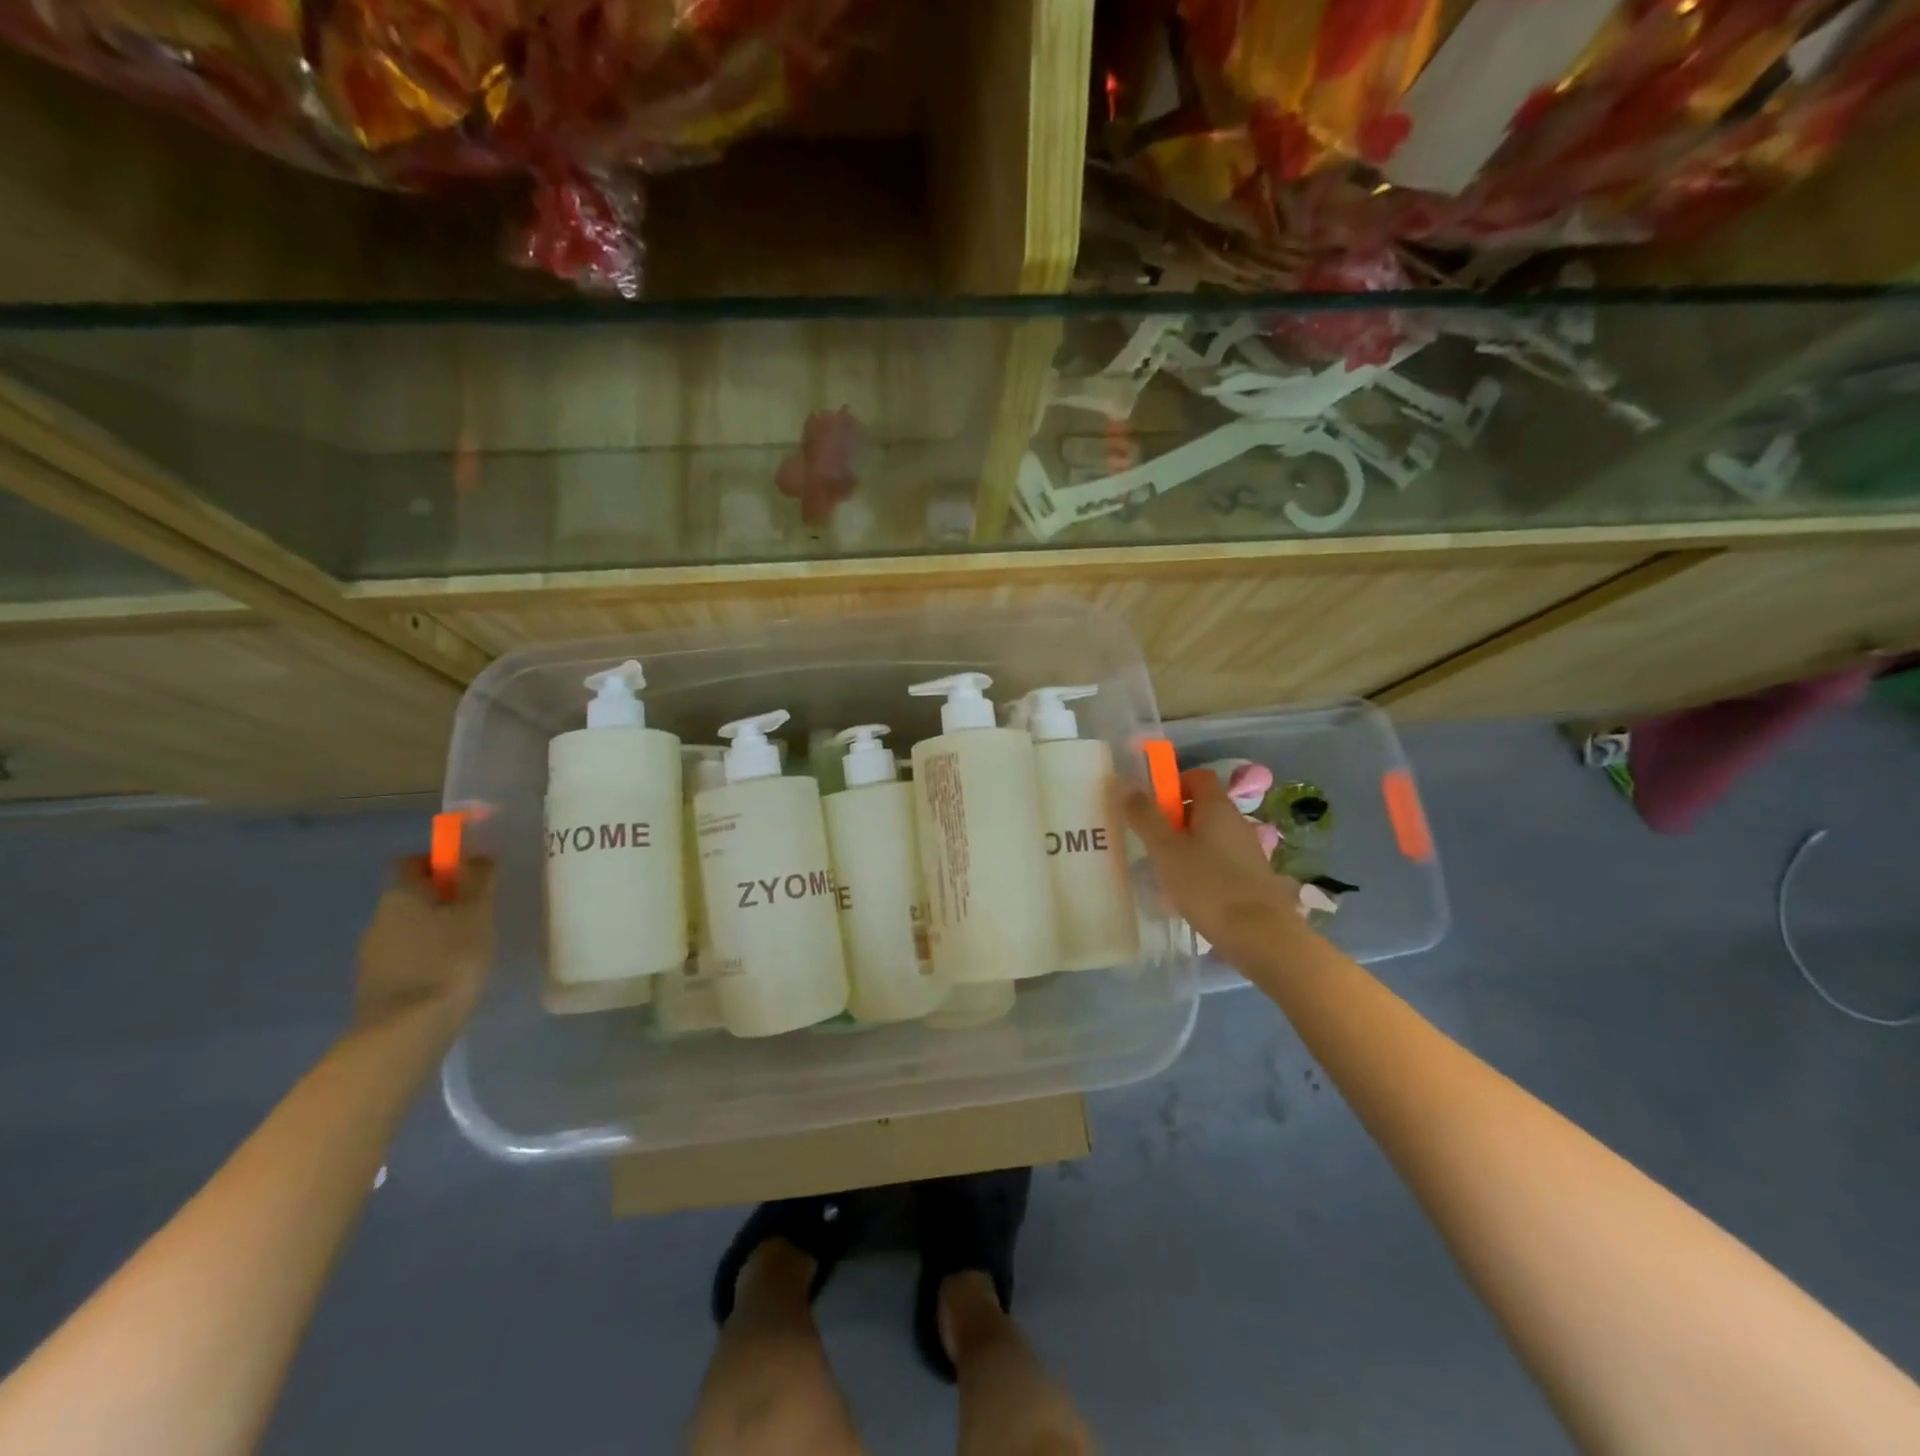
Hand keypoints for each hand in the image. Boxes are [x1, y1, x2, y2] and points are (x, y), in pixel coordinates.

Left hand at [353, 856, 496, 1036]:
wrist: (407, 1029)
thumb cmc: (448, 959)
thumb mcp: (476, 913)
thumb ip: (478, 880)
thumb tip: (477, 855)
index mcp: (400, 894)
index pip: (413, 862)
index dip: (441, 862)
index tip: (470, 877)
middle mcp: (379, 917)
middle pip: (412, 895)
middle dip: (442, 899)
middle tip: (478, 913)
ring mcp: (373, 953)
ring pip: (409, 927)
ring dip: (435, 930)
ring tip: (468, 948)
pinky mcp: (376, 983)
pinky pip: (406, 956)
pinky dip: (427, 957)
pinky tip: (449, 974)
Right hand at [1112, 767, 1298, 968]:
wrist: (1261, 937)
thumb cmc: (1208, 886)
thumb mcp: (1166, 850)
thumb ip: (1145, 817)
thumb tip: (1127, 783)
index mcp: (1218, 808)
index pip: (1197, 777)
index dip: (1172, 785)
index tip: (1149, 807)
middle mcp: (1236, 822)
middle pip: (1201, 808)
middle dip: (1172, 820)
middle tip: (1148, 842)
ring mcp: (1247, 851)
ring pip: (1208, 837)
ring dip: (1183, 847)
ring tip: (1162, 872)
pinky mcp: (1250, 879)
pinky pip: (1218, 862)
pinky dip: (1199, 870)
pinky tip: (1185, 894)